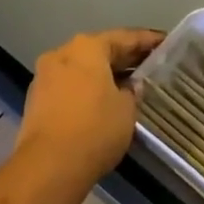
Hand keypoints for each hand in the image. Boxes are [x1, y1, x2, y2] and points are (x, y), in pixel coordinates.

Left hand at [14, 29, 163, 189]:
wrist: (49, 166)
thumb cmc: (95, 129)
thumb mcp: (126, 109)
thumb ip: (133, 91)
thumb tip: (130, 86)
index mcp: (87, 47)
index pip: (125, 38)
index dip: (148, 40)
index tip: (166, 42)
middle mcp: (62, 53)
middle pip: (100, 51)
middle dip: (125, 58)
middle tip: (151, 63)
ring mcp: (45, 76)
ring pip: (82, 69)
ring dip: (104, 74)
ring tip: (130, 84)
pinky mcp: (37, 99)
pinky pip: (69, 86)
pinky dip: (87, 89)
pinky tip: (104, 101)